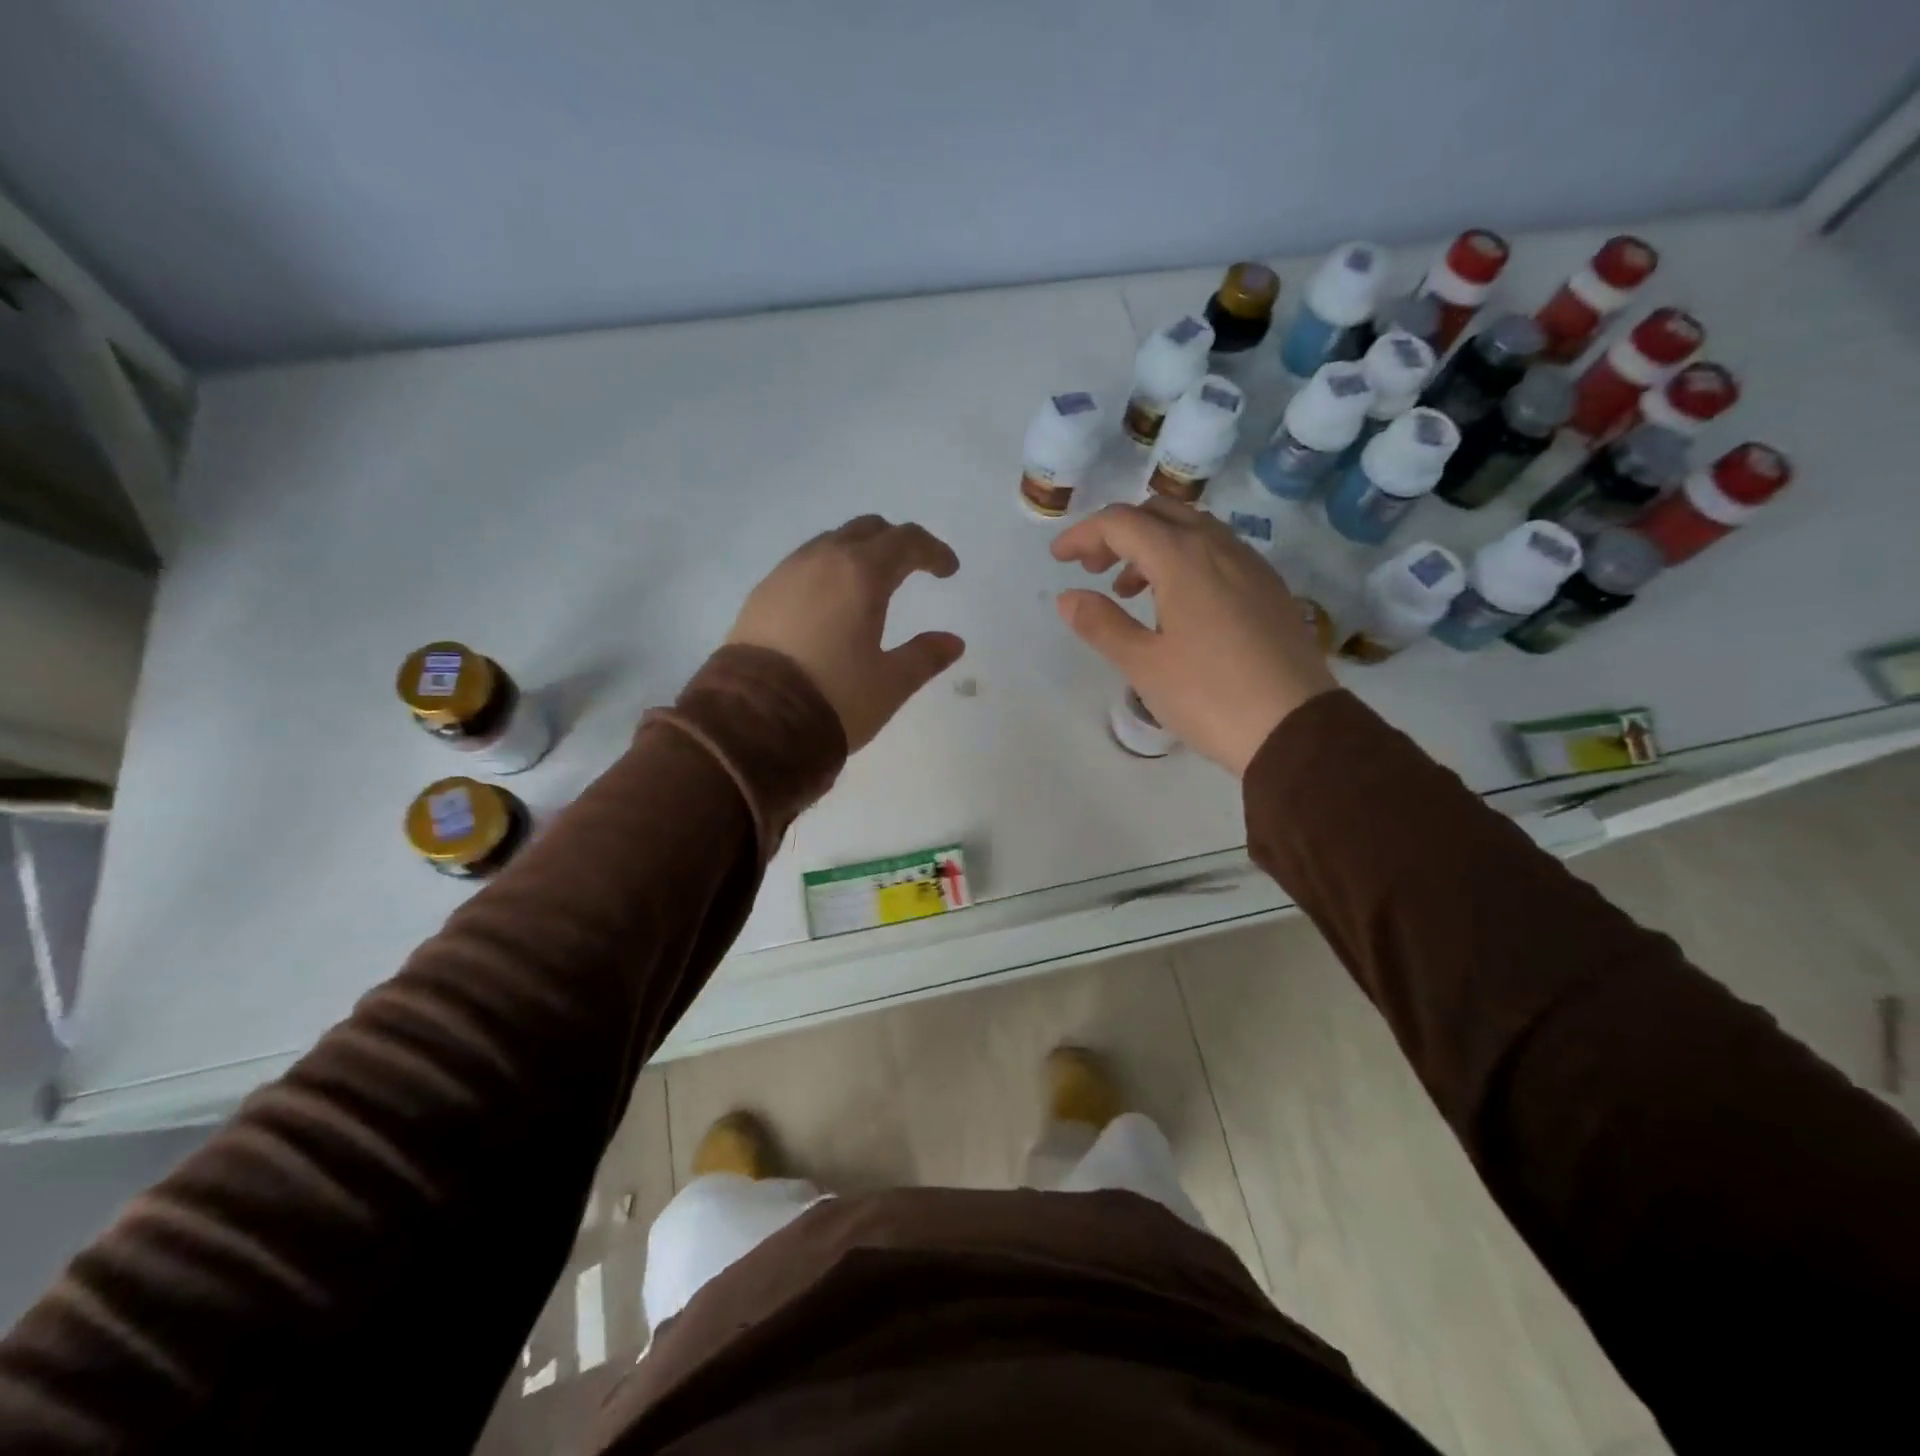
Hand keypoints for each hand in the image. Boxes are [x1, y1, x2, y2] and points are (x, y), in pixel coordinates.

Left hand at [729, 516, 965, 750]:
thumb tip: (952, 642)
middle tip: (912, 568)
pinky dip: (827, 570)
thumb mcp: (890, 684)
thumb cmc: (834, 698)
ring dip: (858, 553)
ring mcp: (786, 573)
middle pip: (867, 529)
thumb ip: (925, 656)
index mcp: (862, 574)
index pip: (906, 541)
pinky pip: (803, 564)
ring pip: (830, 543)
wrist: (753, 721)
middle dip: (895, 542)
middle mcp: (822, 560)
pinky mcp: (761, 594)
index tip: (948, 571)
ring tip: (870, 584)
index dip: (933, 551)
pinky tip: (829, 602)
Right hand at [1051, 500, 1335, 774]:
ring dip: (1152, 546)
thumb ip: (1101, 624)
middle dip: (1119, 532)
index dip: (1084, 535)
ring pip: (1193, 530)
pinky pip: (1218, 552)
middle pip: (1160, 513)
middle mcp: (1220, 547)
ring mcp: (1251, 565)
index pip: (1122, 522)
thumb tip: (1068, 598)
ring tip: (1129, 591)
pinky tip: (1177, 604)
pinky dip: (1185, 560)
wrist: (1295, 728)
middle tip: (1093, 569)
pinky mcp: (1269, 589)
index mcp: (1183, 558)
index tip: (1059, 559)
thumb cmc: (1209, 695)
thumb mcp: (1143, 664)